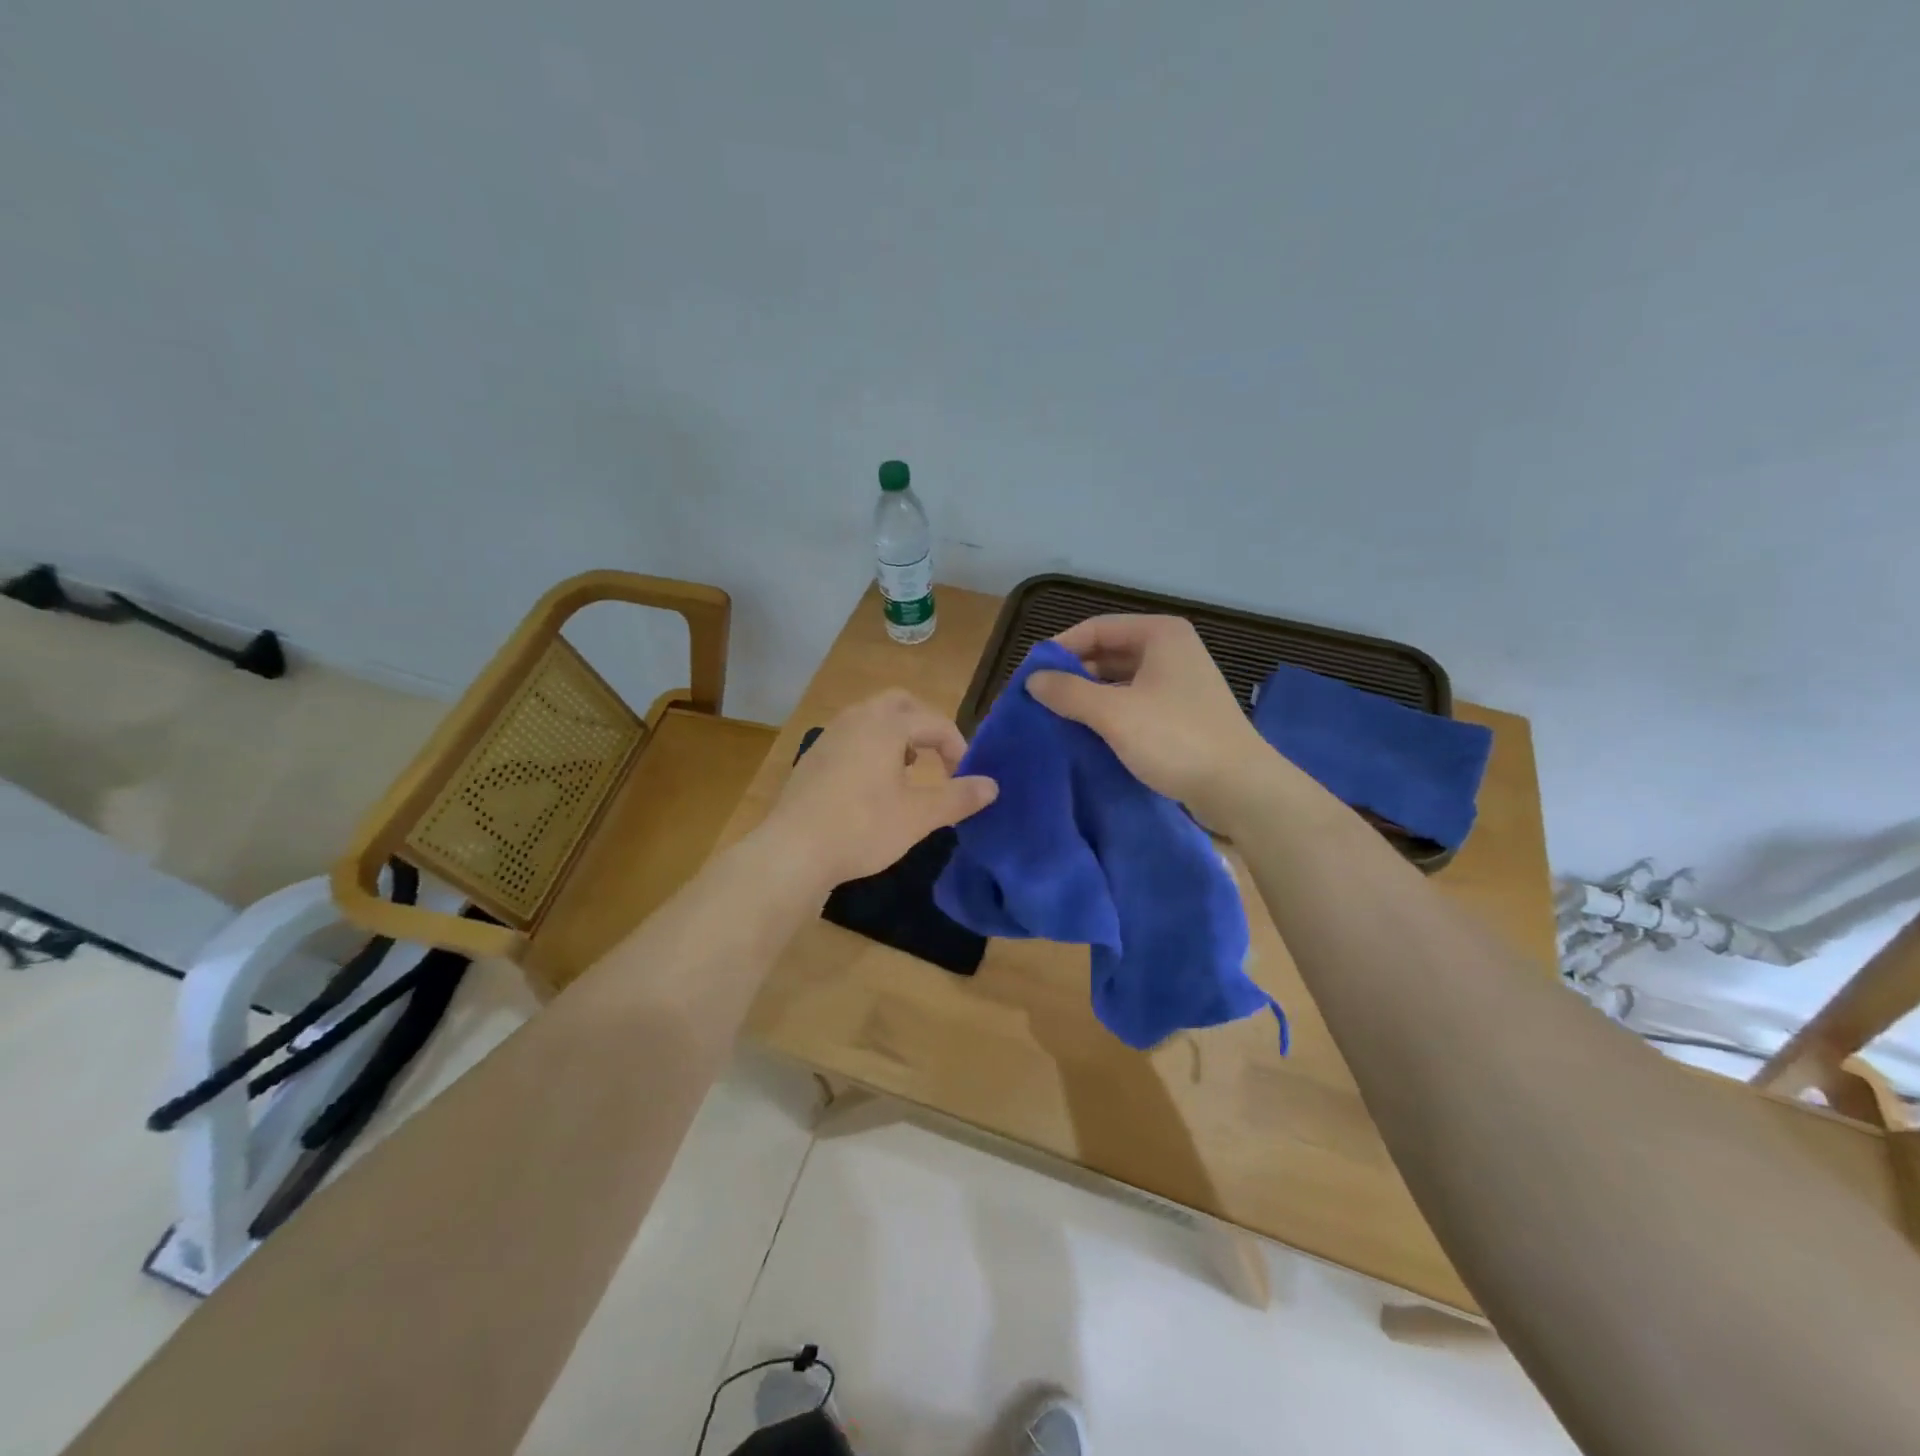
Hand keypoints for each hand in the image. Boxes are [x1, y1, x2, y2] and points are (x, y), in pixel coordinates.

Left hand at [759, 689, 998, 888]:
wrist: (793, 850)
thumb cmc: (862, 827)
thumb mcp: (919, 816)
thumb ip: (958, 798)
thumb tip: (993, 786)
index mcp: (885, 725)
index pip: (934, 722)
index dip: (957, 746)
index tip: (964, 778)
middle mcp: (856, 720)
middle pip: (899, 703)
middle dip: (924, 725)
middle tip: (937, 757)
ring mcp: (829, 736)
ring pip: (871, 718)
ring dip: (897, 735)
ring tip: (908, 770)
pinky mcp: (813, 758)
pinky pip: (851, 737)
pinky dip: (871, 747)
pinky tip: (871, 786)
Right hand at [1026, 614, 1275, 821]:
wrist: (1239, 788)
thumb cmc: (1175, 738)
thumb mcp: (1113, 713)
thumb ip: (1068, 692)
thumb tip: (1032, 680)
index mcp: (1160, 634)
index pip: (1095, 628)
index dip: (1059, 649)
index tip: (1029, 676)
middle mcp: (1171, 650)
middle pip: (1107, 652)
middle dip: (1072, 674)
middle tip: (1038, 699)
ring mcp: (1178, 682)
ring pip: (1119, 680)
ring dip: (1088, 696)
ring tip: (1055, 717)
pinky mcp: (1181, 713)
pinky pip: (1134, 702)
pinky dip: (1108, 713)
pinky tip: (1086, 733)